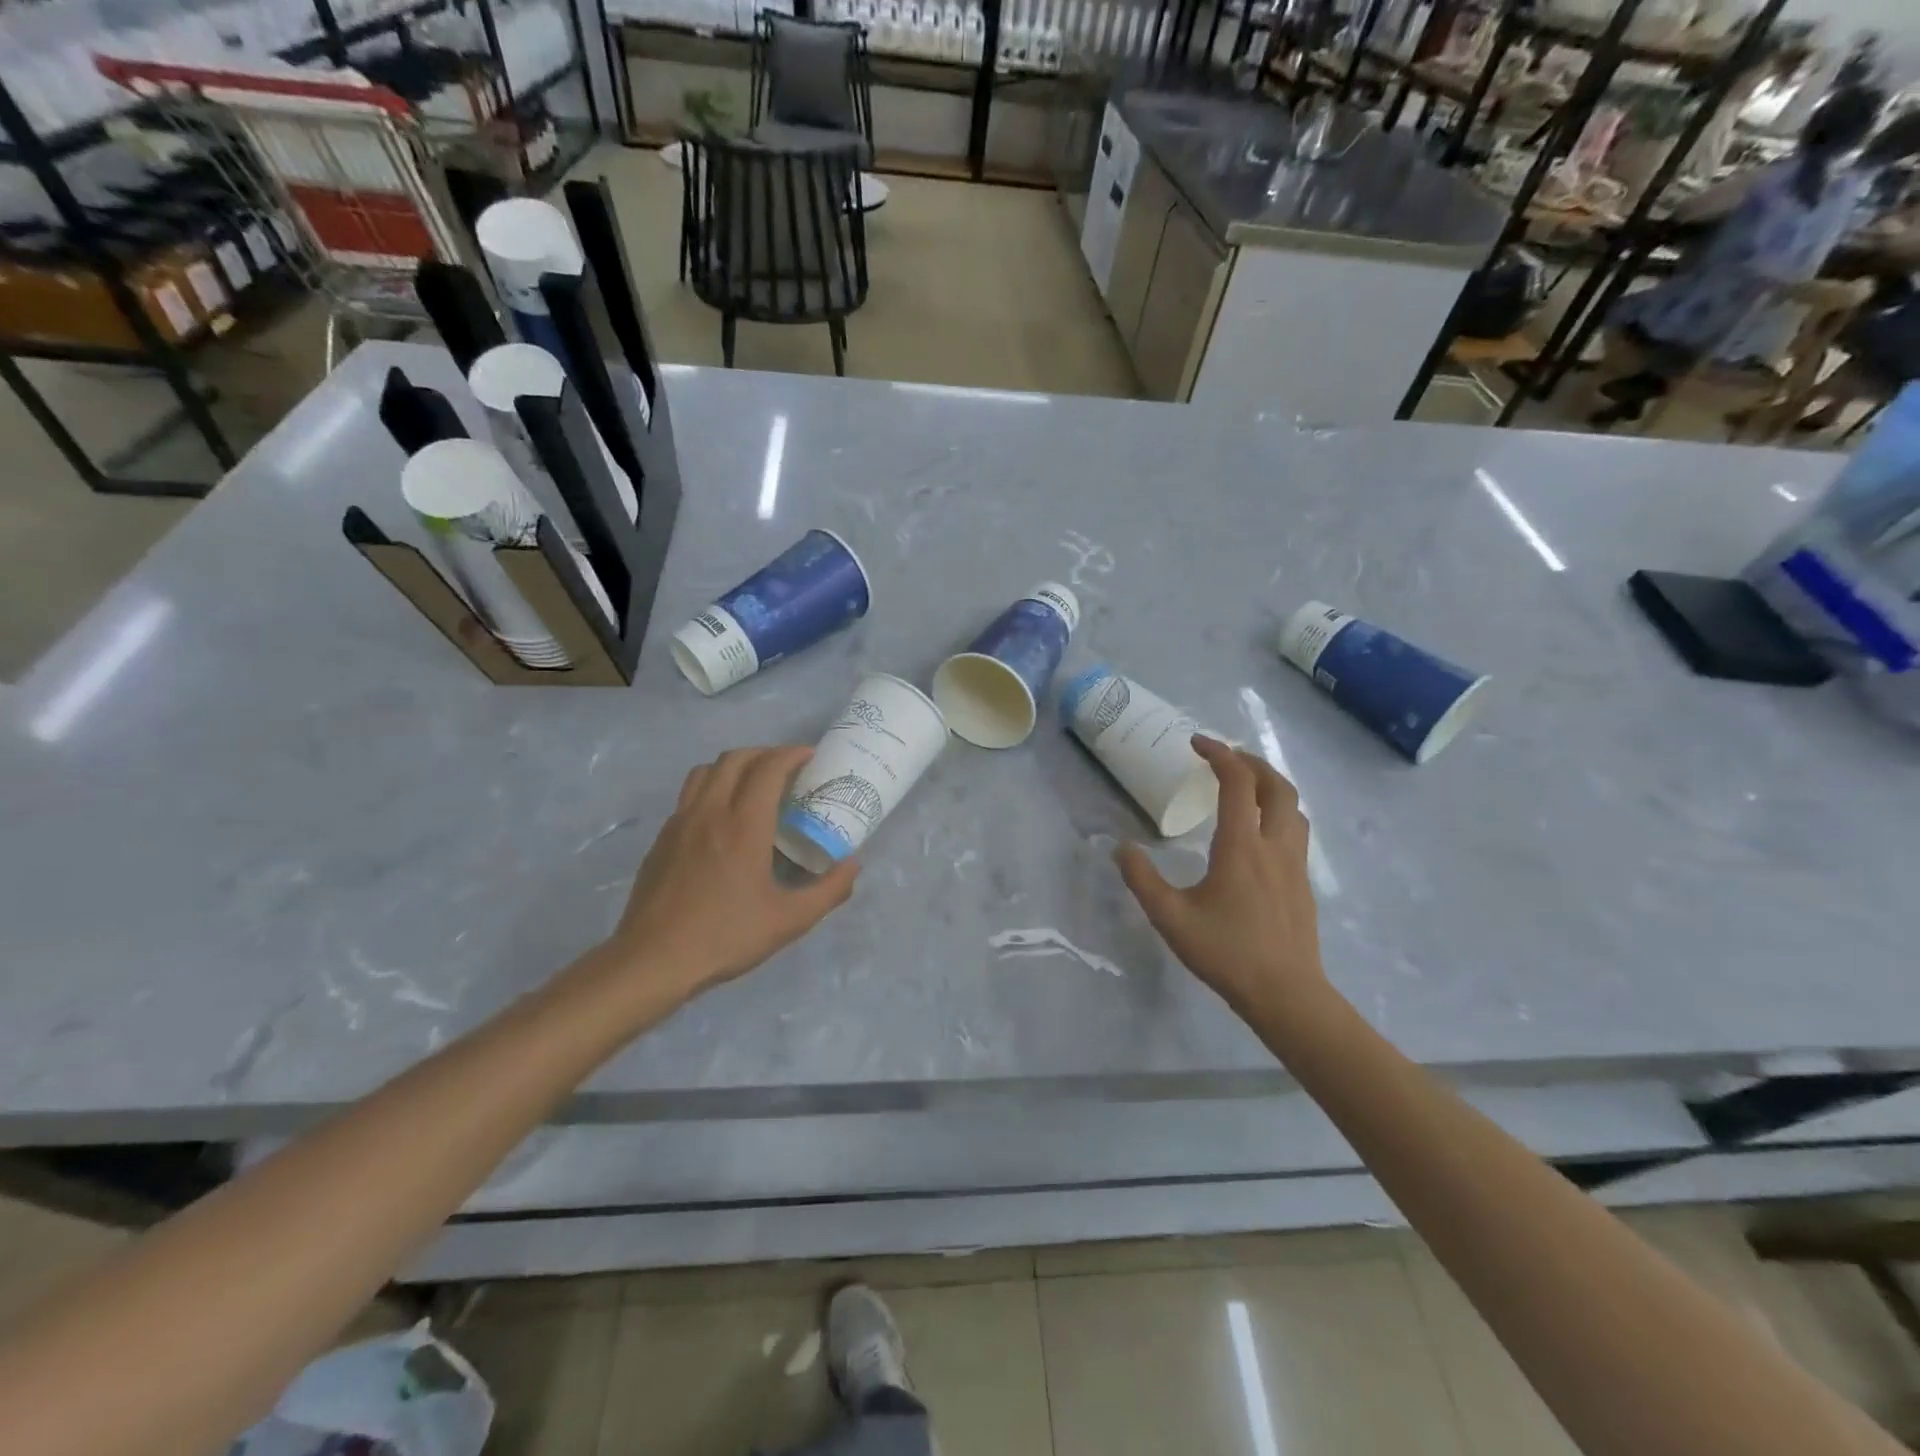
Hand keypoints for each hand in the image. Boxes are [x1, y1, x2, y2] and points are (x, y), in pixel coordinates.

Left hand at [605, 746, 858, 1004]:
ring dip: (733, 765)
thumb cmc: (726, 936)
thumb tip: (854, 866)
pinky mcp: (662, 839)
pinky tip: (721, 818)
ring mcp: (680, 823)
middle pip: (735, 759)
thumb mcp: (789, 921)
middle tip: (785, 768)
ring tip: (752, 783)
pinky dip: (711, 788)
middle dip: (764, 753)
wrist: (653, 960)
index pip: (768, 768)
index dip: (791, 754)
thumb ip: (829, 890)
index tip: (809, 756)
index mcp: (744, 825)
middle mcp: (710, 812)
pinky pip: (689, 795)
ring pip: (705, 771)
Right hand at [1115, 736, 1330, 1027]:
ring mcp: (1295, 863)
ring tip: (1246, 785)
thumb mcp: (1170, 918)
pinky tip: (1261, 830)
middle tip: (1225, 756)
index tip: (1196, 743)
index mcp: (1242, 846)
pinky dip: (1279, 810)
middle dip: (1251, 761)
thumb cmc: (1227, 953)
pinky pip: (1297, 829)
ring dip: (1271, 784)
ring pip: (1294, 806)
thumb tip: (1121, 849)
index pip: (1237, 783)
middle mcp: (1274, 845)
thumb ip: (1142, 880)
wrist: (1287, 994)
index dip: (1219, 754)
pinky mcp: (1303, 882)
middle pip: (1276, 785)